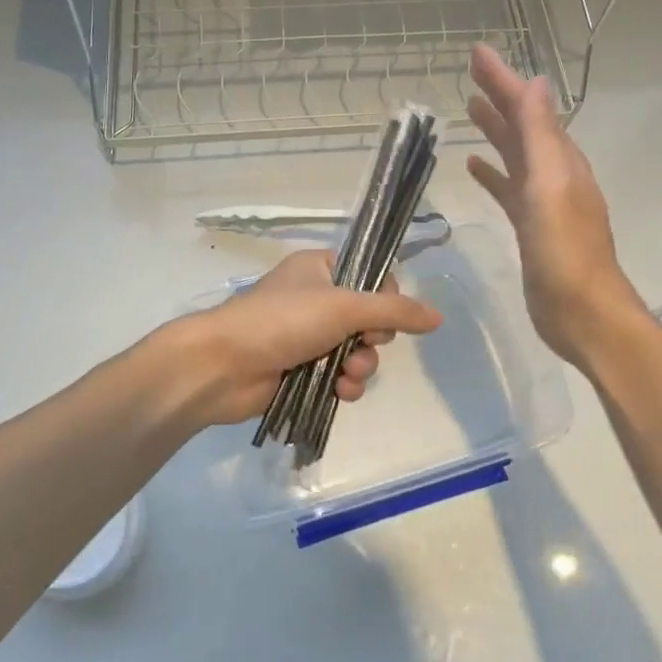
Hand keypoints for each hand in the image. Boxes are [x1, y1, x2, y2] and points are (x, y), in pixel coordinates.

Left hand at [156, 249, 441, 429]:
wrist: (223, 366)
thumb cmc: (281, 321)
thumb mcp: (343, 306)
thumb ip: (394, 311)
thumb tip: (438, 316)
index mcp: (320, 268)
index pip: (371, 275)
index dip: (386, 297)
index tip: (384, 313)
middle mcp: (315, 299)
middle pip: (369, 318)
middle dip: (372, 340)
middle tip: (361, 346)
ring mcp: (307, 336)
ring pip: (356, 351)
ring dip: (361, 366)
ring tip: (346, 376)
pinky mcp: (301, 370)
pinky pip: (339, 376)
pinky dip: (345, 385)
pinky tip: (340, 392)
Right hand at [466, 44, 644, 364]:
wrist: (581, 313)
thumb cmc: (564, 250)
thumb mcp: (551, 186)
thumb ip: (541, 136)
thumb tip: (536, 82)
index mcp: (560, 160)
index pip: (528, 108)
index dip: (503, 79)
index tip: (477, 53)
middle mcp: (554, 174)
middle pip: (522, 126)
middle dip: (498, 97)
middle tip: (470, 73)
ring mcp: (543, 201)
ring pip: (515, 154)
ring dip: (495, 130)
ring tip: (469, 109)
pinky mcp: (531, 226)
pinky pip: (508, 188)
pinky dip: (493, 174)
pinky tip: (473, 168)